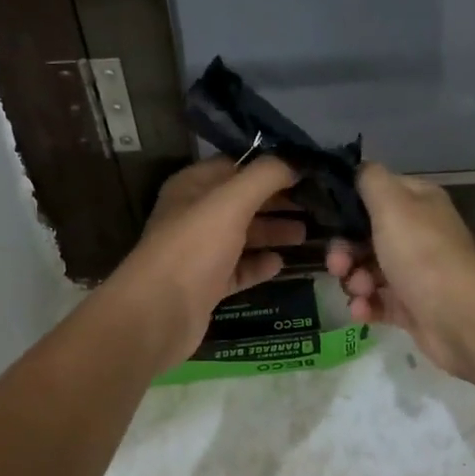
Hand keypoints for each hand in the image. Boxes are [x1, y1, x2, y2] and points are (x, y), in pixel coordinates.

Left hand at [109, 155, 304, 370]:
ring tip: (308, 234)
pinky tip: (282, 264)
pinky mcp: (208, 284)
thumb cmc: (194, 247)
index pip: (236, 165)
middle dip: (277, 202)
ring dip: (273, 232)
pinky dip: (260, 265)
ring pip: (244, 235)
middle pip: (243, 201)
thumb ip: (265, 176)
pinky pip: (240, 269)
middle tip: (316, 204)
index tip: (306, 171)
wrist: (158, 314)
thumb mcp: (231, 202)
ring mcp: (201, 251)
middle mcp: (195, 215)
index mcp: (193, 186)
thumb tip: (296, 161)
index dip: (270, 166)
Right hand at [326, 163, 474, 378]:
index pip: (376, 193)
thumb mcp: (391, 203)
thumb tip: (358, 167)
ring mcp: (415, 272)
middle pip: (366, 236)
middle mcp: (418, 233)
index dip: (350, 206)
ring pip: (368, 270)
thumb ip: (370, 179)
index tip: (329, 220)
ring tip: (359, 291)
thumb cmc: (422, 252)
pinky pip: (378, 301)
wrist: (460, 316)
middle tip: (338, 265)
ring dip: (354, 280)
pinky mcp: (412, 306)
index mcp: (418, 202)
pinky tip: (362, 311)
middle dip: (345, 251)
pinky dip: (366, 306)